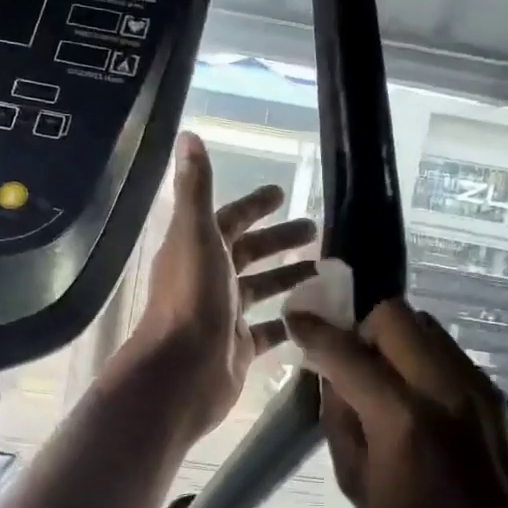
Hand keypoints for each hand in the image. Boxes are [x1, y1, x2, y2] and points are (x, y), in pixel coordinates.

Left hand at [124, 133, 317, 434]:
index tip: (283, 193)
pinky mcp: (238, 348)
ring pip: (261, 290)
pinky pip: (269, 330)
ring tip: (325, 269)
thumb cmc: (191, 299)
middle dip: (280, 240)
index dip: (254, 205)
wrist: (181, 373)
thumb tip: (188, 135)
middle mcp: (208, 280)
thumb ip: (197, 188)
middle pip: (248, 254)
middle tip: (317, 230)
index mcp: (196, 250)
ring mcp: (223, 315)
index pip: (229, 220)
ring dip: (288, 276)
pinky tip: (317, 313)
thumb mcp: (196, 235)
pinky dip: (290, 321)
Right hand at [286, 299, 507, 507]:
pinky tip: (419, 396)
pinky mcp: (492, 389)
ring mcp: (474, 383)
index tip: (297, 320)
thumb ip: (338, 420)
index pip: (348, 353)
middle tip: (353, 359)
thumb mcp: (357, 484)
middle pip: (393, 315)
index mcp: (401, 418)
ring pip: (424, 324)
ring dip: (394, 338)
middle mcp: (441, 386)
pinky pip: (446, 350)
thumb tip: (331, 376)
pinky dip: (421, 357)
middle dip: (362, 327)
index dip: (316, 331)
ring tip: (386, 376)